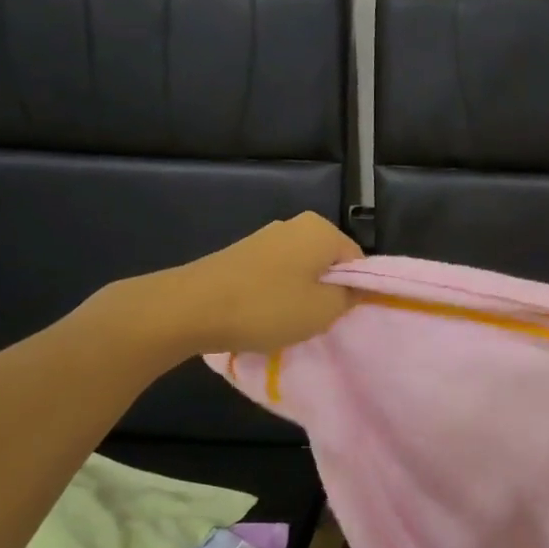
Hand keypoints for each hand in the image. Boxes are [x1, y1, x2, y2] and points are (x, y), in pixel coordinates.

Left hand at [101, 212, 361, 360]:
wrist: (190, 308)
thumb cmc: (267, 307)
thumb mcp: (324, 310)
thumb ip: (350, 297)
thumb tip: (355, 288)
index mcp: (322, 230)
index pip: (358, 262)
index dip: (355, 292)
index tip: (340, 317)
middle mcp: (296, 224)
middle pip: (328, 264)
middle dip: (326, 292)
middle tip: (316, 321)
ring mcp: (265, 237)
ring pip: (301, 270)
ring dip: (300, 296)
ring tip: (286, 322)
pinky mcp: (242, 254)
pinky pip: (275, 275)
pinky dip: (275, 295)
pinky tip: (262, 316)